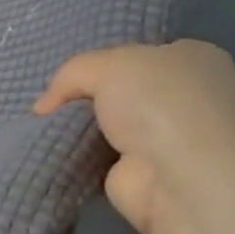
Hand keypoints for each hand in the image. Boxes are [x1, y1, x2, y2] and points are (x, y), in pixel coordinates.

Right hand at [33, 40, 234, 233]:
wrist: (178, 178)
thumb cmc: (158, 104)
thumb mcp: (108, 64)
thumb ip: (73, 73)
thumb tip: (44, 106)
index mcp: (192, 60)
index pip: (140, 54)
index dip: (103, 61)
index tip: (70, 74)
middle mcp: (184, 98)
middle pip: (121, 90)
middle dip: (86, 96)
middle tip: (51, 102)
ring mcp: (164, 139)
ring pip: (108, 125)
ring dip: (78, 128)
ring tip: (42, 125)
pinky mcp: (141, 175)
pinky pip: (98, 158)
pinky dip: (76, 157)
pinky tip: (51, 150)